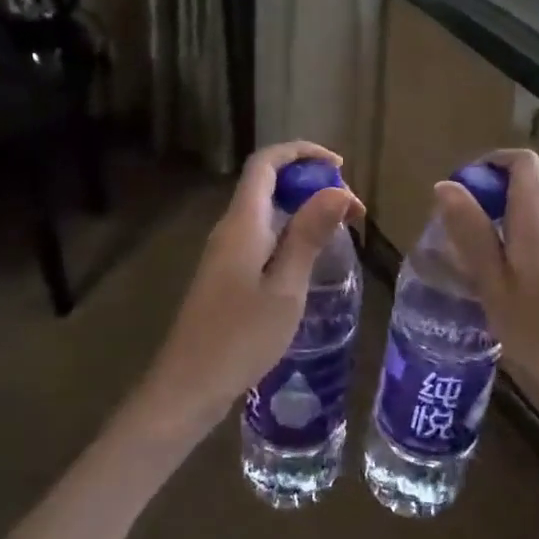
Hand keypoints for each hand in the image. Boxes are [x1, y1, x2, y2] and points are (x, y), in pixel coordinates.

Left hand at [138, 141, 363, 439]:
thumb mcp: (286, 288)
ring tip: (339, 230)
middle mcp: (230, 228)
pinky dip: (289, 232)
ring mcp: (224, 252)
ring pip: (265, 210)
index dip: (301, 152)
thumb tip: (339, 190)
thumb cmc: (241, 338)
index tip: (339, 166)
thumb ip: (309, 235)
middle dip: (308, 182)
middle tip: (349, 209)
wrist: (189, 385)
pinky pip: (260, 235)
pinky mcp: (225, 274)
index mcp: (242, 223)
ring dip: (301, 209)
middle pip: (266, 182)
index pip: (265, 162)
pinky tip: (310, 260)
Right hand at [434, 149, 538, 427]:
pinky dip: (525, 254)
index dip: (488, 165)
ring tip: (482, 280)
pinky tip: (516, 298)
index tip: (461, 195)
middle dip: (487, 209)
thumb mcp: (494, 286)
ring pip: (534, 222)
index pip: (521, 162)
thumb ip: (472, 234)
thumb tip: (447, 186)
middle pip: (523, 193)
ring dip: (504, 235)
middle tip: (459, 250)